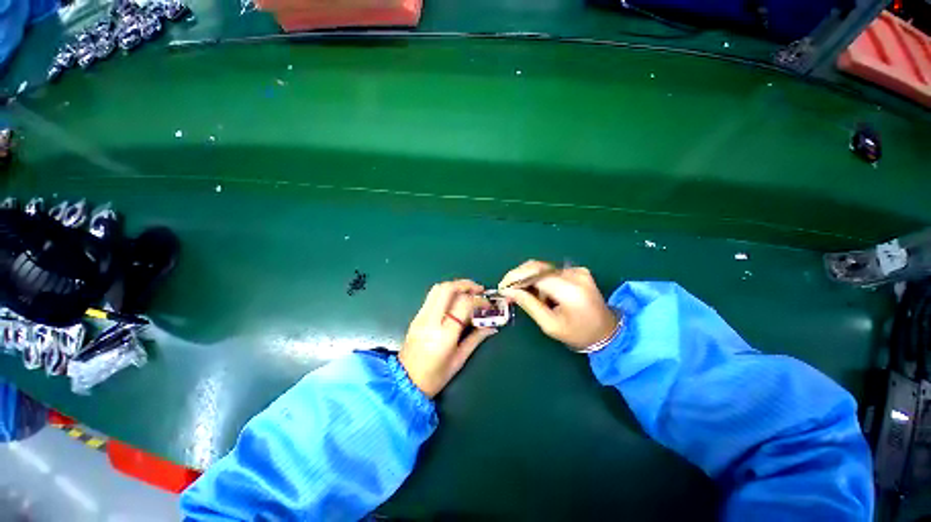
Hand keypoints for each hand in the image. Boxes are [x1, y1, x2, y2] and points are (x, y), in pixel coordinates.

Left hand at [398, 280, 497, 397]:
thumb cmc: (435, 377)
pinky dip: (446, 293)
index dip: (478, 300)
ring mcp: (421, 316)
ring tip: (468, 291)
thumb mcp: (459, 359)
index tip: (488, 304)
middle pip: (447, 289)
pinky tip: (455, 300)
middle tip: (479, 289)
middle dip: (465, 284)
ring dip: (455, 285)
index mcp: (444, 335)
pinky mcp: (416, 316)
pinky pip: (432, 297)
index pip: (463, 304)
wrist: (404, 382)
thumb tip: (492, 326)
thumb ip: (476, 339)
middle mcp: (431, 321)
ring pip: (437, 289)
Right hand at [498, 260, 616, 351]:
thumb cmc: (578, 334)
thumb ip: (529, 304)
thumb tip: (508, 290)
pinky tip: (541, 294)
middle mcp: (574, 274)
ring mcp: (578, 270)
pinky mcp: (578, 271)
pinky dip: (541, 280)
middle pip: (538, 266)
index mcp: (569, 289)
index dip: (516, 278)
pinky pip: (552, 271)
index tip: (502, 287)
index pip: (535, 274)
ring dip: (530, 279)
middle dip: (519, 276)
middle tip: (508, 289)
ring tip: (526, 296)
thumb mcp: (550, 325)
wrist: (608, 332)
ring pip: (543, 268)